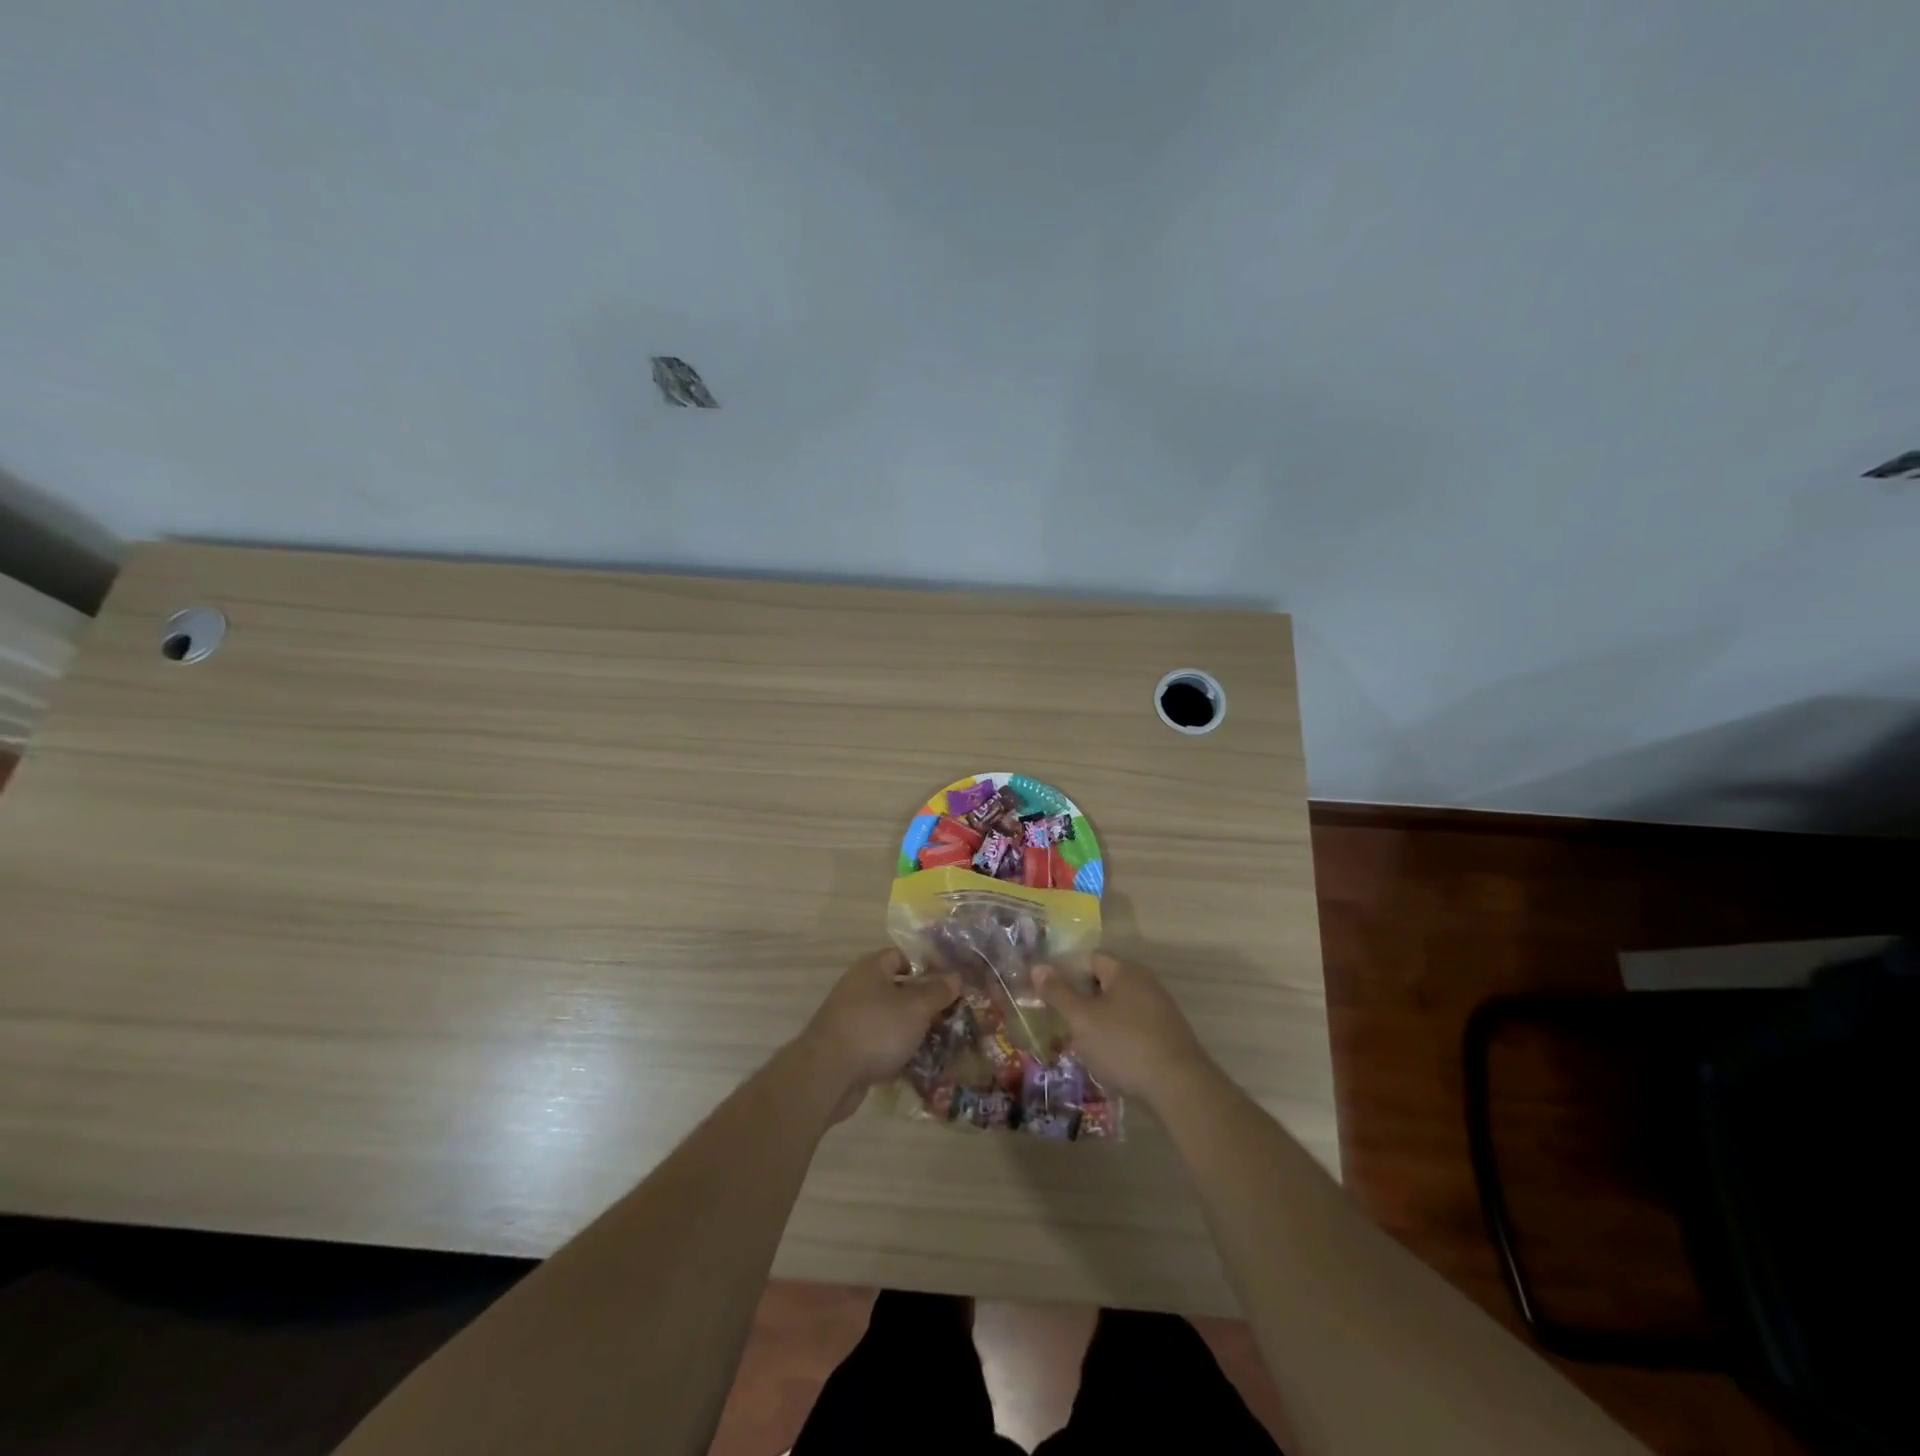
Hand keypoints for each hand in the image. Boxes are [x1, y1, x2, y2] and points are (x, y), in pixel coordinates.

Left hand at [800, 948, 957, 1118]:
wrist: (827, 1075)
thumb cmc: (876, 1029)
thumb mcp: (916, 1007)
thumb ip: (937, 990)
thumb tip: (955, 976)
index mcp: (871, 969)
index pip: (901, 956)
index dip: (926, 966)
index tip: (949, 984)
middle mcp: (858, 988)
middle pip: (897, 989)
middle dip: (923, 1002)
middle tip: (951, 1015)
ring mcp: (851, 1020)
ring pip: (890, 1019)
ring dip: (912, 1029)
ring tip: (941, 1041)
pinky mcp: (848, 1049)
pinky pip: (879, 1043)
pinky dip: (896, 1051)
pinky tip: (918, 1064)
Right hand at [1034, 954, 1214, 1106]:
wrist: (1179, 1087)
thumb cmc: (1124, 1045)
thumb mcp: (1082, 1019)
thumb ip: (1058, 992)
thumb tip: (1038, 967)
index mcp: (1125, 970)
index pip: (1089, 959)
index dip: (1065, 972)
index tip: (1047, 993)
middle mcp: (1145, 982)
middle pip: (1104, 981)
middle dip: (1080, 998)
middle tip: (1060, 1019)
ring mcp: (1160, 1009)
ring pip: (1118, 1006)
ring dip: (1097, 1019)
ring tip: (1079, 1042)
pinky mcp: (1167, 1034)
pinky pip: (1132, 1025)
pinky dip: (1116, 1035)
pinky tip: (1107, 1057)